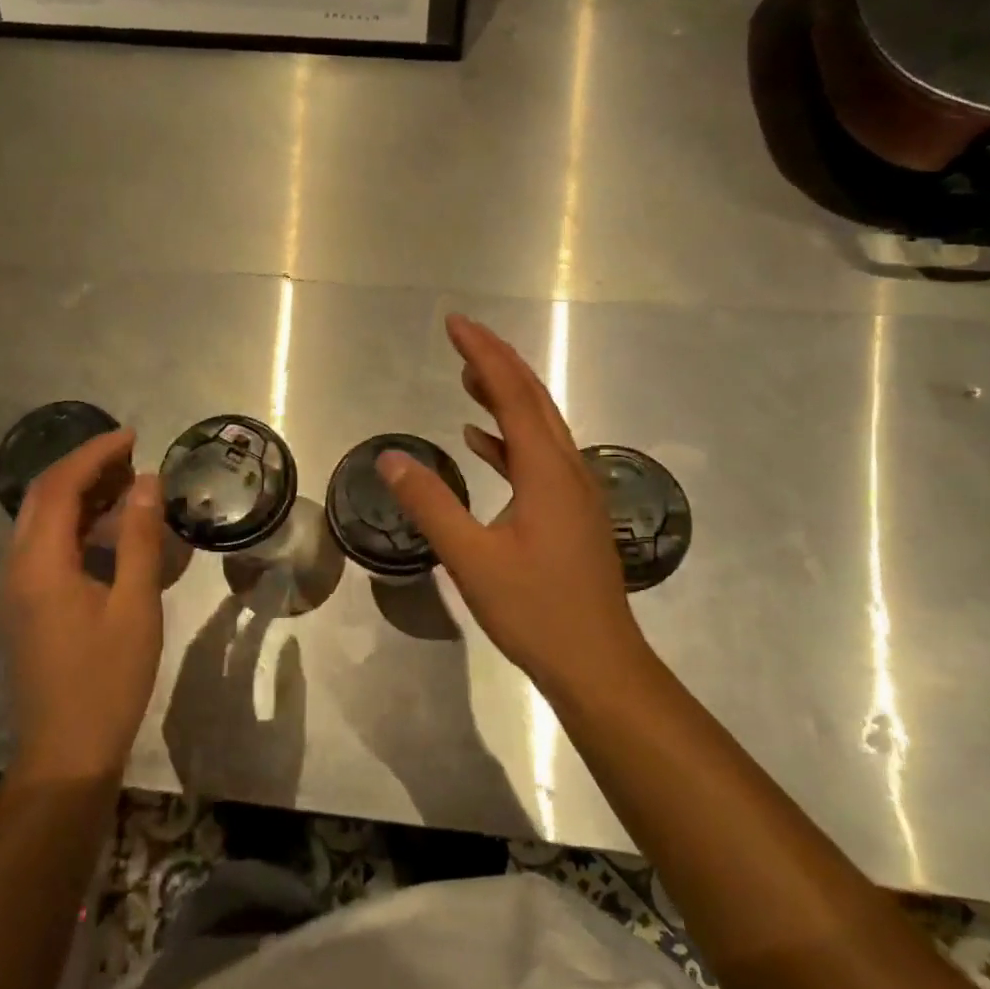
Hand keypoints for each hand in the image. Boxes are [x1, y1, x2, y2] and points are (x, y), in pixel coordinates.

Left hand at [0, 428, 166, 781]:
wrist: (65, 751)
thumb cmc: (107, 679)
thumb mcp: (134, 605)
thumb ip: (137, 538)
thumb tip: (146, 481)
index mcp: (40, 563)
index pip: (60, 486)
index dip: (94, 454)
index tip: (132, 436)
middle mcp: (15, 567)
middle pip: (42, 497)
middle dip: (84, 467)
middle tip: (131, 457)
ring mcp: (14, 588)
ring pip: (39, 521)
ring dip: (77, 494)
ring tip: (125, 485)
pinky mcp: (22, 605)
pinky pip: (42, 545)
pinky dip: (73, 524)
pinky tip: (105, 532)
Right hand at [378, 314, 651, 703]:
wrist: (599, 665)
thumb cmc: (536, 611)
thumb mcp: (471, 559)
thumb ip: (431, 504)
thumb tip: (390, 457)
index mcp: (547, 469)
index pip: (513, 393)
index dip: (483, 353)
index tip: (455, 324)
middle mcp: (567, 468)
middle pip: (533, 399)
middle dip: (497, 362)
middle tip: (460, 337)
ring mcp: (574, 492)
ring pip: (538, 426)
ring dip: (504, 397)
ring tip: (467, 377)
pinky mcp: (571, 513)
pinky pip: (538, 458)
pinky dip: (508, 439)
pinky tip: (481, 442)